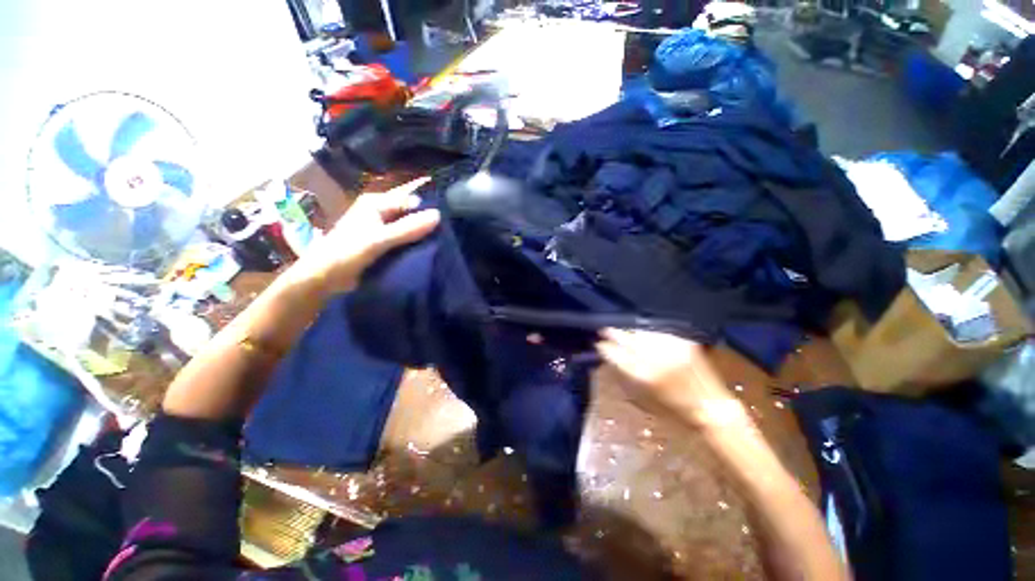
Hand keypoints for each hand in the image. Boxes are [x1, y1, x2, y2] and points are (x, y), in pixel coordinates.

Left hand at [291, 177, 440, 295]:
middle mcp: (381, 212)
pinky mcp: (384, 244)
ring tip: (445, 241)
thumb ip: (408, 228)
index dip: (429, 208)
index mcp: (377, 203)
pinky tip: (430, 250)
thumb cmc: (348, 252)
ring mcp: (382, 228)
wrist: (326, 277)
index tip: (450, 219)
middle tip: (450, 232)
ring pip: (409, 227)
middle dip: (427, 222)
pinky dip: (415, 244)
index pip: (410, 200)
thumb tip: (439, 215)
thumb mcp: (380, 239)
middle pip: (410, 213)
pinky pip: (404, 240)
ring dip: (422, 234)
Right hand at [596, 328, 751, 430]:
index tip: (598, 343)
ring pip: (641, 330)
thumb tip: (610, 356)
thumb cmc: (672, 408)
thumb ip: (624, 373)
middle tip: (603, 330)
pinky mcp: (682, 341)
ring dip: (628, 330)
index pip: (615, 353)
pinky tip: (640, 331)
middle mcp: (656, 357)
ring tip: (620, 329)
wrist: (711, 407)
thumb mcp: (641, 396)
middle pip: (627, 337)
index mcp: (644, 374)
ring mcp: (670, 347)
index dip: (604, 346)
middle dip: (612, 332)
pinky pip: (657, 331)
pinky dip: (646, 331)